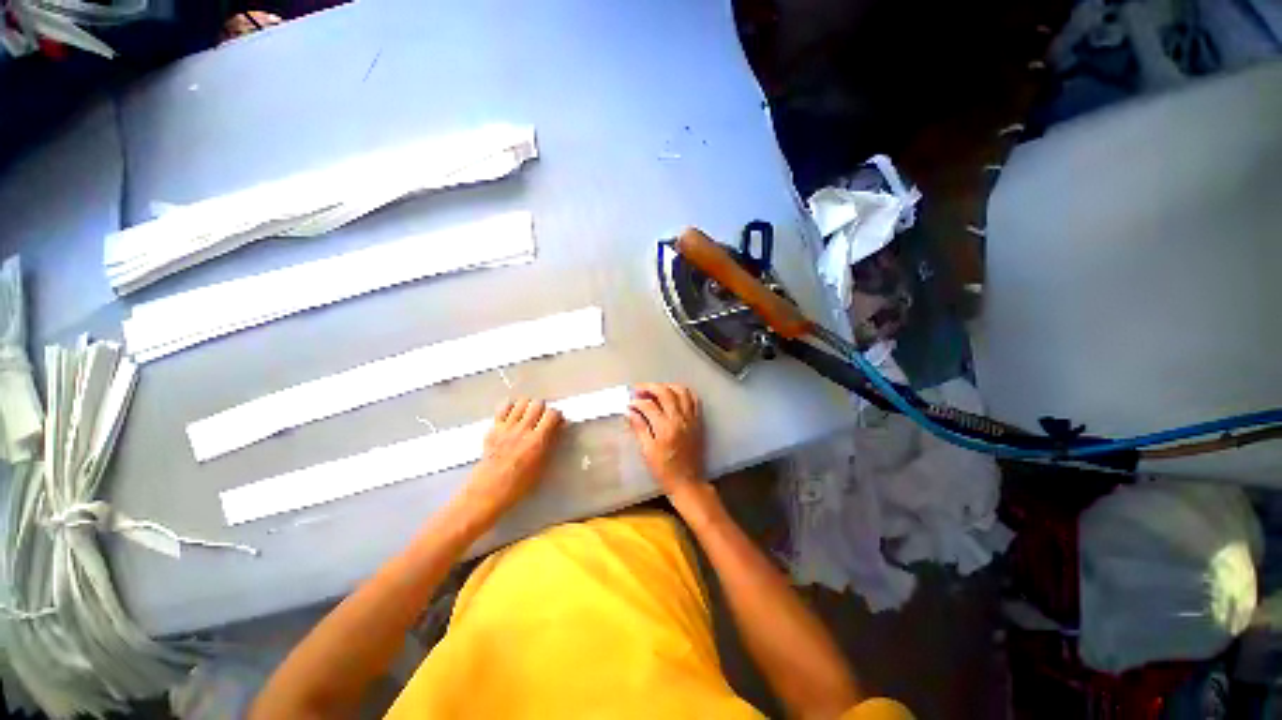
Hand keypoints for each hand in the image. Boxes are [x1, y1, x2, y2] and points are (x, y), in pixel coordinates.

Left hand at [464, 398, 563, 517]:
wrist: (488, 490)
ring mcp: (506, 427)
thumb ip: (551, 443)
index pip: (552, 414)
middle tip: (542, 417)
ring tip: (528, 415)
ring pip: (521, 402)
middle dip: (543, 408)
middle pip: (537, 403)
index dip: (557, 415)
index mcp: (537, 441)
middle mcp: (522, 430)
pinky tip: (513, 415)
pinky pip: (503, 407)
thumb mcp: (542, 465)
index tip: (557, 421)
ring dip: (528, 406)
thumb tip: (559, 427)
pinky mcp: (494, 428)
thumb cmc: (519, 484)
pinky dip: (511, 407)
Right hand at [627, 383, 706, 501]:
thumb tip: (630, 412)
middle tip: (638, 389)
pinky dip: (684, 393)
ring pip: (681, 392)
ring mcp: (691, 419)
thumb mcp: (647, 452)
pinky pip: (694, 400)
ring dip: (667, 386)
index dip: (637, 402)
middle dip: (650, 387)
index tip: (629, 403)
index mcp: (665, 428)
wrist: (688, 482)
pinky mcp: (698, 421)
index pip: (649, 405)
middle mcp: (680, 419)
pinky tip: (674, 394)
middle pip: (665, 393)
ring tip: (656, 389)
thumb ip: (639, 428)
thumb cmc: (664, 470)